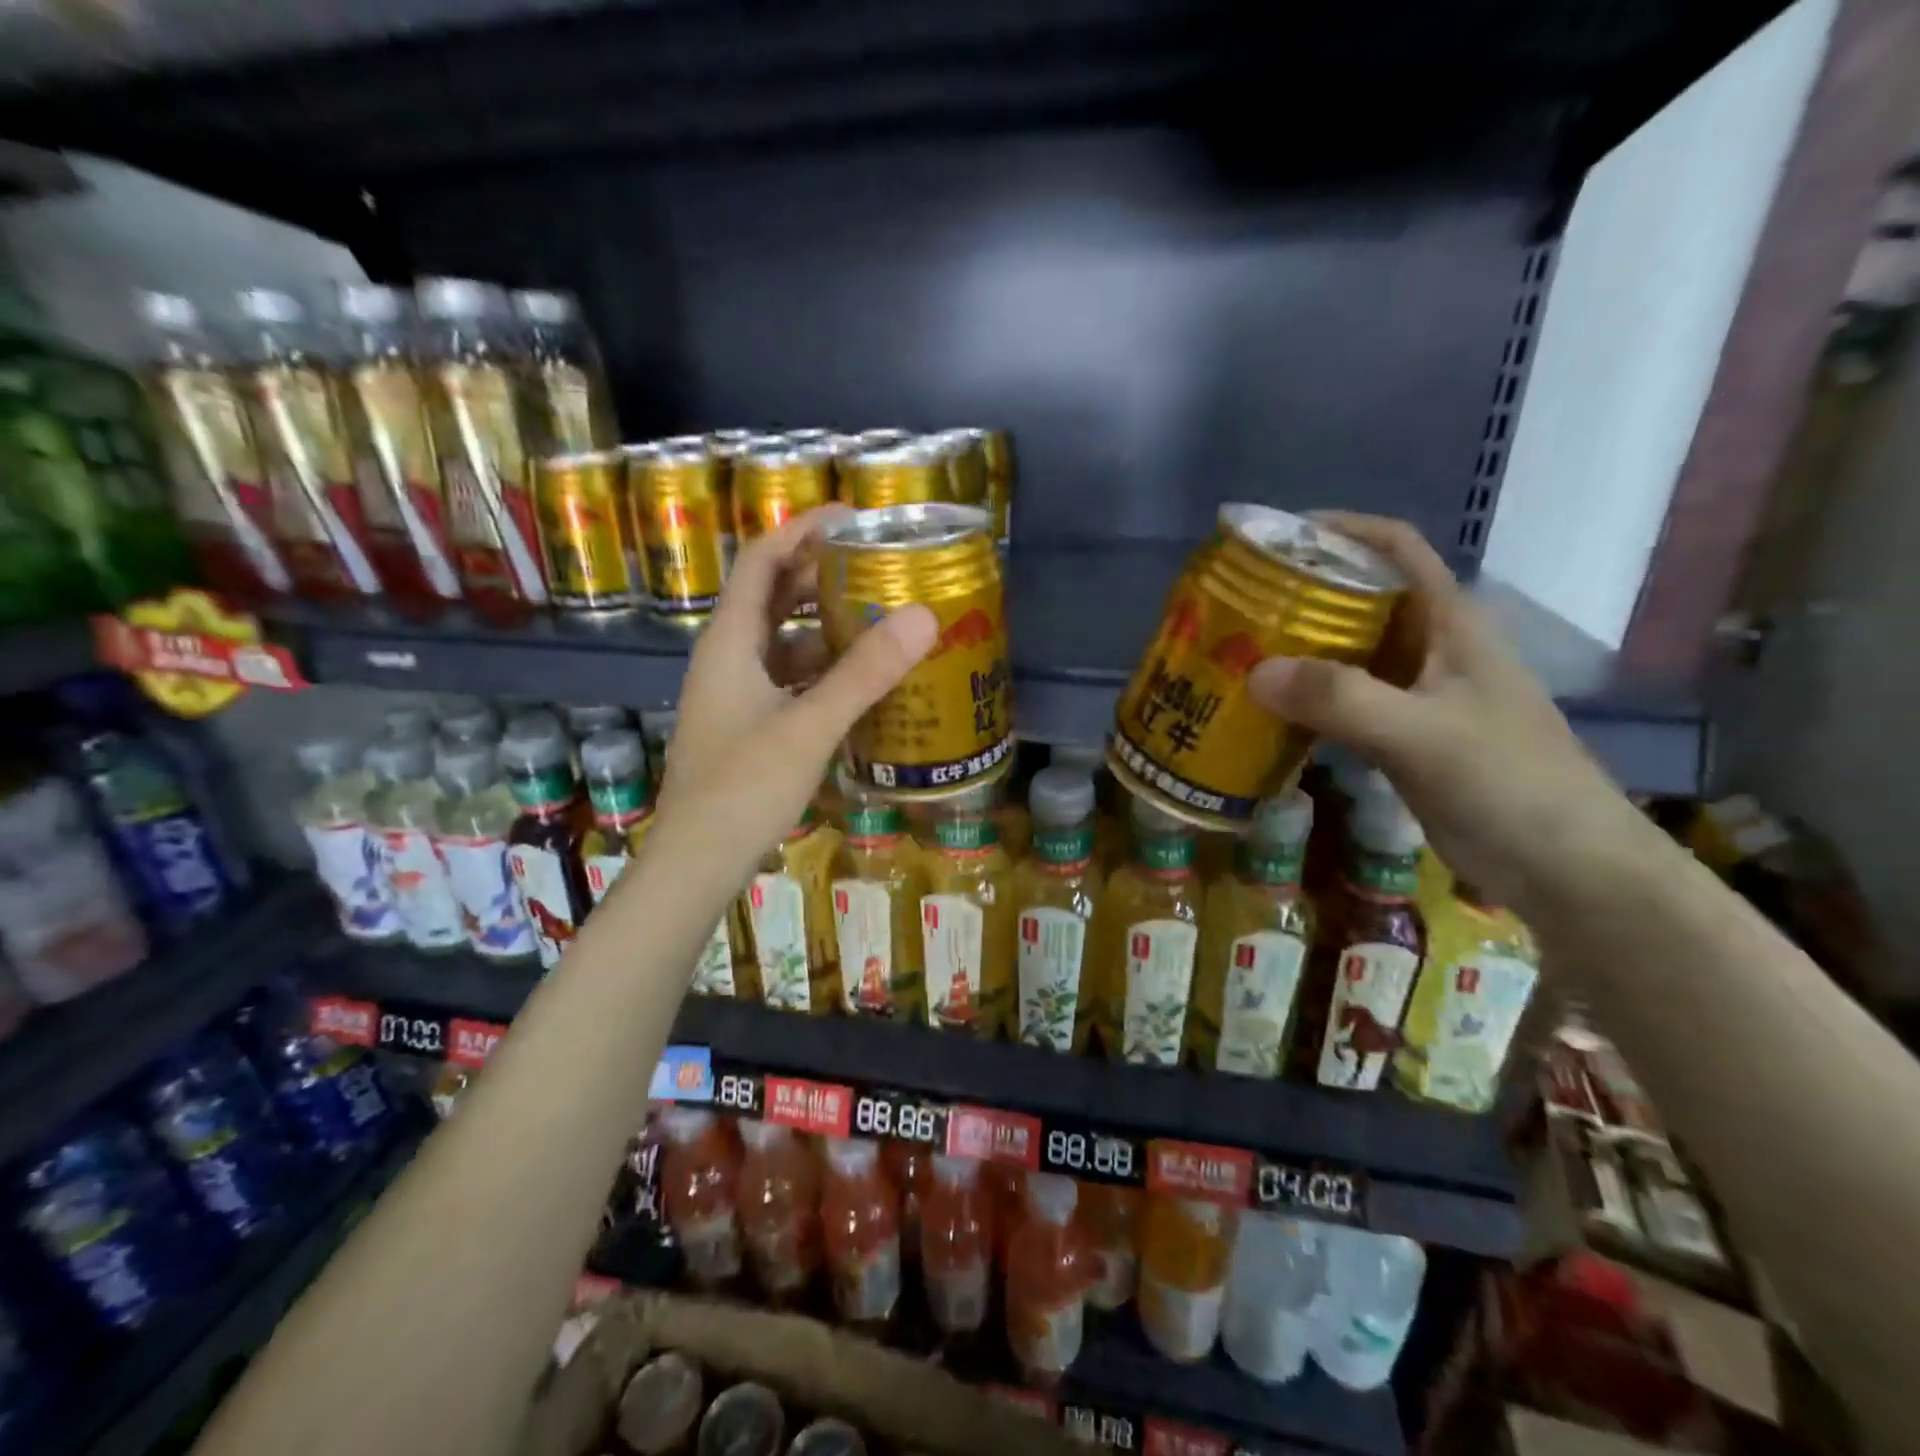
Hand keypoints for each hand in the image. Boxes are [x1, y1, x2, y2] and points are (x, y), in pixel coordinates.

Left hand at [654, 507, 936, 875]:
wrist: (698, 861)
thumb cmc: (743, 787)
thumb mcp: (809, 726)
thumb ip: (864, 673)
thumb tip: (923, 616)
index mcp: (730, 641)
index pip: (762, 559)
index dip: (803, 528)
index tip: (854, 517)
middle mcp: (729, 657)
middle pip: (774, 595)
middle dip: (822, 574)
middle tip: (878, 566)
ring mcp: (737, 693)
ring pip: (784, 640)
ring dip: (827, 625)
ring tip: (881, 617)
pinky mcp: (749, 724)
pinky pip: (790, 678)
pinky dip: (824, 669)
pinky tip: (861, 680)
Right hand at [1246, 513, 1651, 916]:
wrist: (1563, 866)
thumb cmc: (1508, 783)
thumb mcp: (1422, 734)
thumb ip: (1341, 700)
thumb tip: (1255, 672)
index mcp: (1451, 625)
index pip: (1397, 551)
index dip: (1342, 531)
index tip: (1278, 539)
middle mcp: (1432, 650)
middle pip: (1362, 602)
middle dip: (1302, 598)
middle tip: (1238, 608)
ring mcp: (1418, 697)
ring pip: (1349, 656)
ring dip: (1299, 653)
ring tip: (1238, 656)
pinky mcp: (1405, 739)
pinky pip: (1345, 705)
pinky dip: (1307, 703)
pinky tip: (1268, 715)